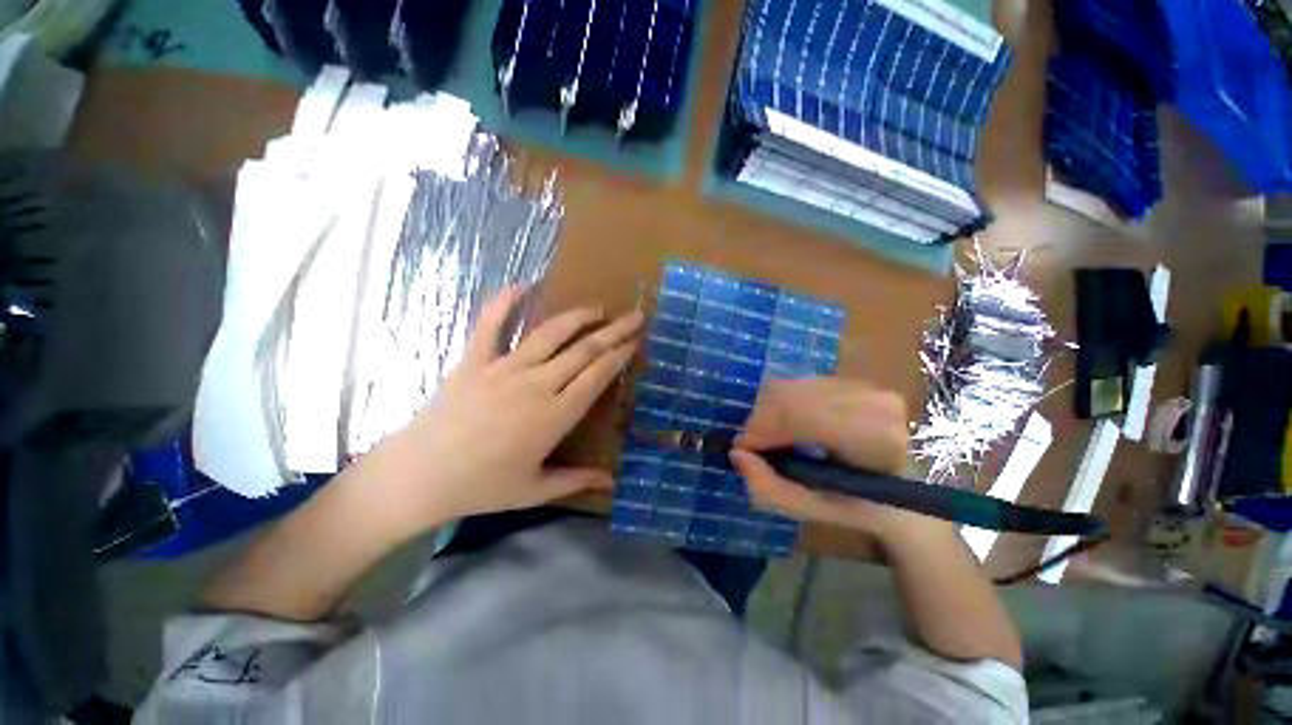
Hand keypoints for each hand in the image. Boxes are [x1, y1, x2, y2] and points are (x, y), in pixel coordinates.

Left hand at [359, 287, 643, 536]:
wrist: (419, 476)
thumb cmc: (481, 487)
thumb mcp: (535, 490)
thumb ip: (576, 481)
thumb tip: (612, 483)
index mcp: (555, 415)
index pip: (597, 376)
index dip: (620, 355)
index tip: (636, 341)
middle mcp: (536, 385)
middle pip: (584, 351)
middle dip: (613, 331)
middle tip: (634, 316)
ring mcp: (504, 369)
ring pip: (550, 334)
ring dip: (577, 317)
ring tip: (598, 308)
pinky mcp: (475, 361)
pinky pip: (490, 324)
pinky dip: (505, 302)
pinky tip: (522, 285)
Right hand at [729, 377, 950, 541]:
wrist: (898, 486)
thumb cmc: (857, 505)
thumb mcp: (811, 509)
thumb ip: (770, 488)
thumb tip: (737, 453)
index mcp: (874, 439)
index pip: (801, 416)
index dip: (762, 429)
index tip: (742, 449)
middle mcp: (873, 402)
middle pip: (791, 396)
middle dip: (759, 419)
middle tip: (751, 445)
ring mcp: (865, 386)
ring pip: (791, 386)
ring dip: (767, 411)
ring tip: (768, 437)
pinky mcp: (852, 380)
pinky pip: (798, 383)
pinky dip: (780, 403)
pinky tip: (784, 424)